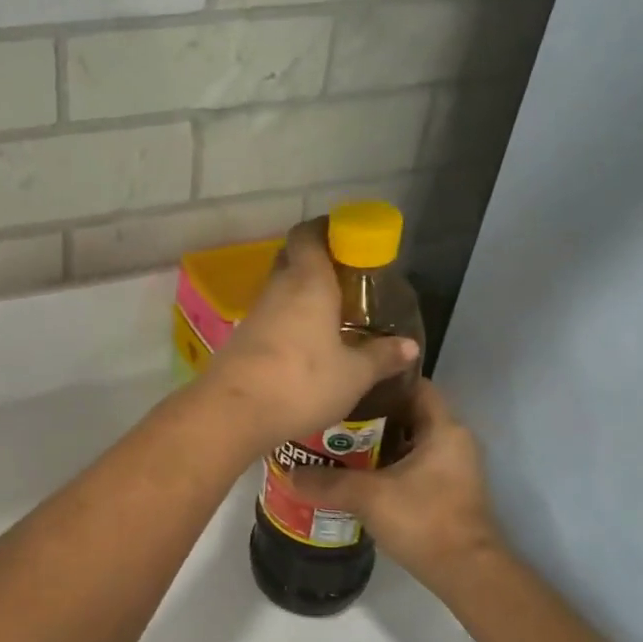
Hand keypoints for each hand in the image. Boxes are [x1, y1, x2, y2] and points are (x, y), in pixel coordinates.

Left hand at [198, 220, 418, 451]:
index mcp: (307, 282)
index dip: (324, 228)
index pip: (308, 235)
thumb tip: (409, 345)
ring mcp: (253, 316)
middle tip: (345, 280)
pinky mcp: (239, 342)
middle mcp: (277, 290)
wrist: (233, 413)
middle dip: (314, 263)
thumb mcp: (353, 375)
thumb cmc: (301, 383)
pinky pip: (268, 322)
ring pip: (279, 293)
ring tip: (330, 318)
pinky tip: (304, 348)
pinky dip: (286, 325)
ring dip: (300, 298)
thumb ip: (381, 357)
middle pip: (291, 260)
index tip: (346, 236)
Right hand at [288, 378, 502, 575]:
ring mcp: (451, 468)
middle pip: (406, 413)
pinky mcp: (444, 491)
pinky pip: (410, 465)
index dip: (381, 380)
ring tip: (333, 444)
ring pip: (406, 442)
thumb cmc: (423, 520)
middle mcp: (452, 441)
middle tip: (331, 416)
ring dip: (374, 443)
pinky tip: (353, 475)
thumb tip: (288, 473)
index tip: (347, 383)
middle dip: (369, 415)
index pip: (414, 385)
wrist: (466, 573)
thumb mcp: (368, 496)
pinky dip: (384, 465)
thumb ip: (327, 482)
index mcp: (444, 428)